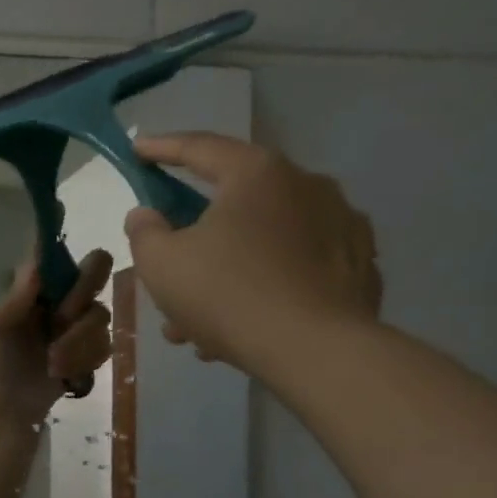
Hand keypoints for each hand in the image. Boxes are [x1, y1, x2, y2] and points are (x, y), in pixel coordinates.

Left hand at [0, 247, 114, 416]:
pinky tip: (64, 374)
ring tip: (52, 363)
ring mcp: (84, 318)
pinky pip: (106, 343)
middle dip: (81, 295)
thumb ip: (14, 300)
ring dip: (76, 342)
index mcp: (39, 284)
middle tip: (61, 319)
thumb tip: (34, 267)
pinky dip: (84, 361)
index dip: (63, 250)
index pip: (57, 252)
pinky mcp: (97, 345)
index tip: (59, 265)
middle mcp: (66, 293)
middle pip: (97, 266)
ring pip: (101, 313)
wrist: (15, 404)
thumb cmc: (0, 360)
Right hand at [123, 133, 382, 373]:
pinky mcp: (358, 264)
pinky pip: (294, 266)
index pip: (200, 148)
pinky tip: (244, 323)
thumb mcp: (161, 264)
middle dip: (193, 237)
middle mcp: (306, 184)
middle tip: (167, 265)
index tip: (138, 150)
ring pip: (262, 241)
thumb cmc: (227, 294)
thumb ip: (144, 232)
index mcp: (256, 174)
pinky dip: (264, 285)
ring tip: (197, 321)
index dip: (162, 149)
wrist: (315, 349)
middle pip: (232, 202)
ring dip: (224, 272)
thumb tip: (146, 214)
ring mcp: (341, 223)